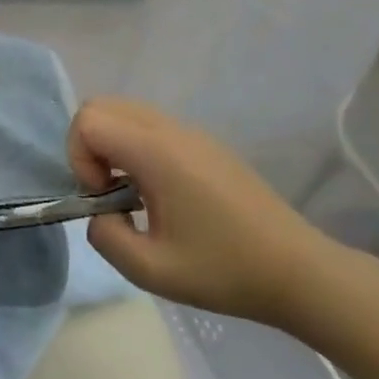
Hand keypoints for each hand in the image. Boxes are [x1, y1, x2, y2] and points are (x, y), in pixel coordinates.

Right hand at [69, 97, 339, 322]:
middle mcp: (172, 130)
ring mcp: (192, 133)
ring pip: (125, 112)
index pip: (88, 120)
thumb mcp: (150, 270)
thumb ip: (105, 236)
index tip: (102, 198)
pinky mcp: (206, 144)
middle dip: (89, 147)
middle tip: (108, 191)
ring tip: (131, 194)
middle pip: (102, 106)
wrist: (300, 273)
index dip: (79, 158)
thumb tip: (100, 214)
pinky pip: (150, 126)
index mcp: (157, 152)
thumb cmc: (225, 271)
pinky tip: (158, 194)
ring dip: (111, 146)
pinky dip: (134, 148)